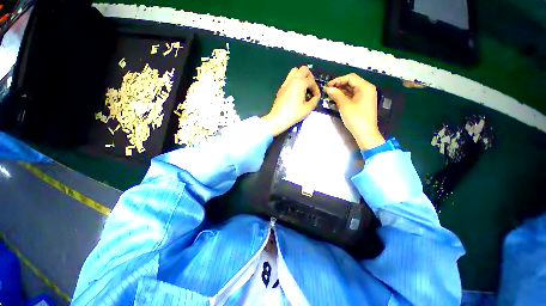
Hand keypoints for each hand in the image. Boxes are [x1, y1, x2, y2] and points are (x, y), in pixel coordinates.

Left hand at [262, 66, 320, 135]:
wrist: (278, 118)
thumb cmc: (294, 113)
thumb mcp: (308, 108)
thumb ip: (314, 100)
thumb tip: (316, 97)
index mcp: (300, 83)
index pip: (312, 81)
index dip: (316, 89)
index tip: (316, 97)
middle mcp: (292, 79)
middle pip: (303, 69)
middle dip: (309, 76)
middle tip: (310, 87)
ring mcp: (285, 83)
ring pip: (294, 71)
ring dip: (301, 76)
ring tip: (303, 87)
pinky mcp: (281, 88)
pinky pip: (289, 79)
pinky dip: (294, 81)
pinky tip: (295, 92)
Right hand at [326, 73, 384, 149]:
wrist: (365, 133)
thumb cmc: (355, 118)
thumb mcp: (344, 105)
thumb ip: (336, 95)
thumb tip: (328, 88)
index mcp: (365, 87)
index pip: (350, 78)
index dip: (338, 80)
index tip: (328, 85)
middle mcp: (367, 89)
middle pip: (351, 82)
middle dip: (339, 85)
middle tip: (328, 90)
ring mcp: (365, 96)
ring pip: (351, 89)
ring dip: (341, 90)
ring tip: (330, 94)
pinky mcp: (363, 102)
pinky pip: (353, 95)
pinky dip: (345, 96)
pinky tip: (337, 98)